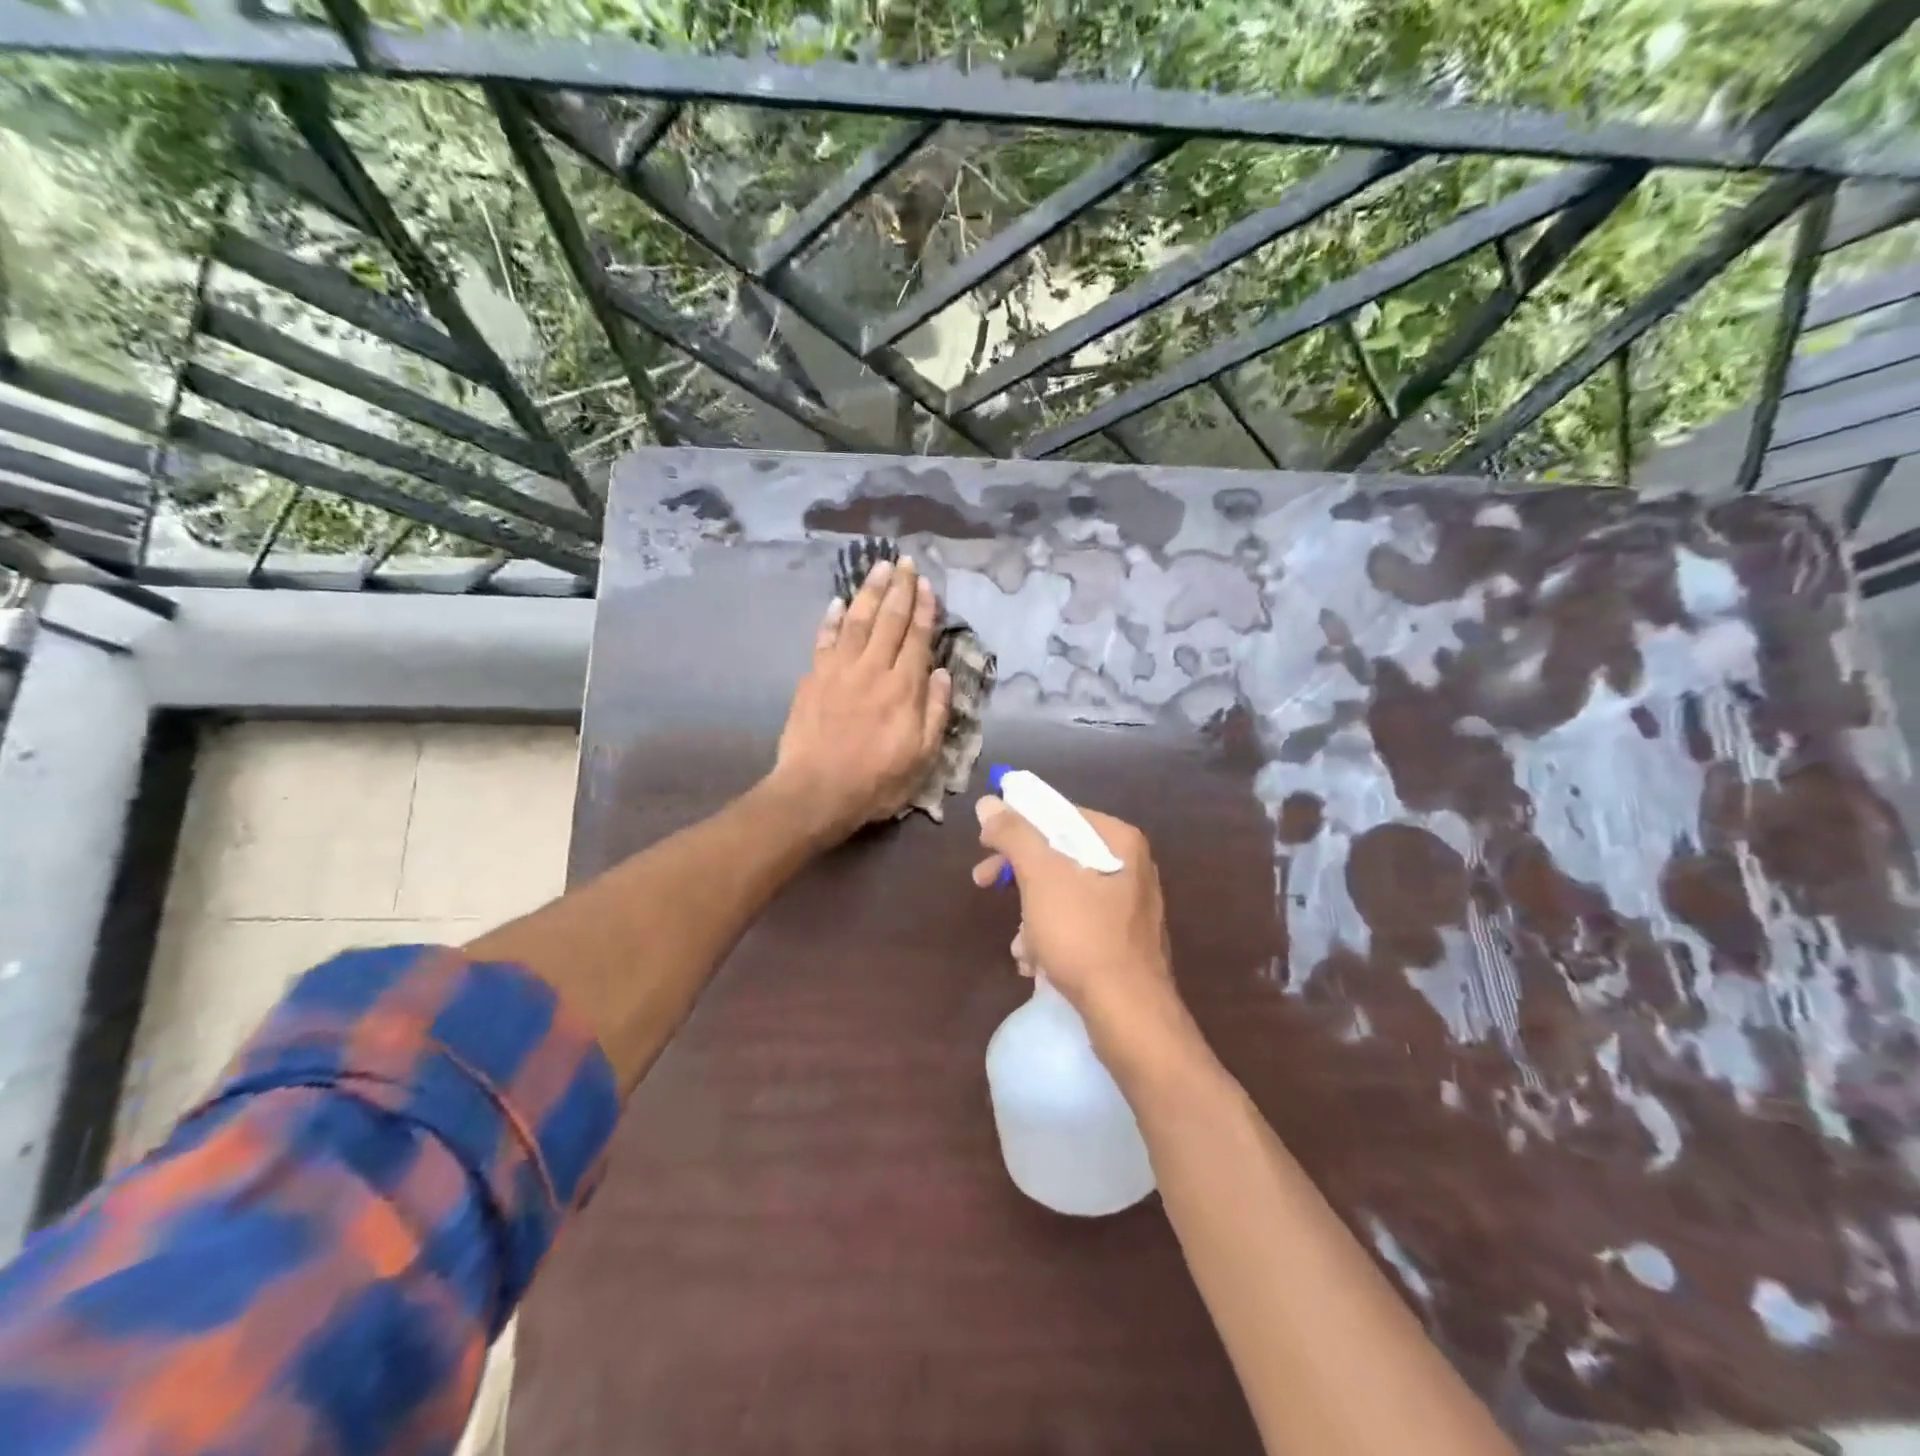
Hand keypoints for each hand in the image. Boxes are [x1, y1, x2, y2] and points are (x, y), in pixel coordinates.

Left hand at [771, 555, 951, 842]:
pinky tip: (838, 602)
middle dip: (899, 589)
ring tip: (879, 567)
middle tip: (905, 562)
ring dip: (869, 591)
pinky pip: (825, 639)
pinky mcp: (813, 678)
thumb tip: (940, 673)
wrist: (816, 792)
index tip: (927, 585)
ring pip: (857, 621)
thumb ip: (934, 712)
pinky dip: (832, 618)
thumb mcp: (922, 757)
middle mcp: (872, 669)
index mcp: (903, 688)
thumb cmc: (876, 781)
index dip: (923, 609)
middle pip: (889, 620)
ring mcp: (839, 670)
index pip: (917, 638)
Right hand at [971, 796, 1195, 1072]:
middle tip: (982, 882)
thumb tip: (989, 802)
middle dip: (1019, 875)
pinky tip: (1035, 963)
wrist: (1129, 1016)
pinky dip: (1051, 936)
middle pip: (1060, 854)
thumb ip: (1014, 835)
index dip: (1017, 825)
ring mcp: (1130, 907)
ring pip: (1065, 892)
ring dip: (1031, 914)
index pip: (1060, 814)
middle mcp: (1131, 867)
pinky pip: (1078, 923)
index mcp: (1119, 842)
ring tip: (1020, 946)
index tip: (985, 844)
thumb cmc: (1084, 936)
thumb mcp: (1041, 877)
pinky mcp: (1124, 942)